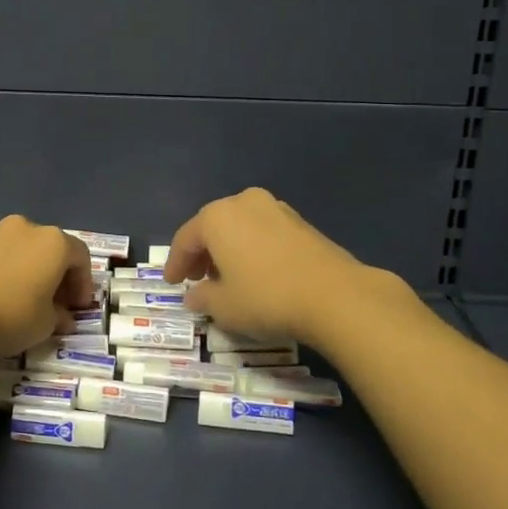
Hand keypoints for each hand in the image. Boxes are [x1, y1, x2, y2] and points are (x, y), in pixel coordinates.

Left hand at [0, 215, 97, 359]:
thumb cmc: (12, 316)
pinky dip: (3, 271)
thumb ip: (59, 316)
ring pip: (21, 249)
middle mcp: (25, 228)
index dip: (83, 283)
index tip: (78, 308)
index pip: (80, 257)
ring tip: (22, 298)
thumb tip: (61, 316)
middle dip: (56, 275)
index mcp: (53, 242)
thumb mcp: (46, 325)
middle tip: (55, 303)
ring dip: (28, 270)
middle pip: (50, 248)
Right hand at [164, 188, 410, 343]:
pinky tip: (257, 273)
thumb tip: (194, 295)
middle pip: (213, 227)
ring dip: (229, 250)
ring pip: (240, 227)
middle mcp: (243, 202)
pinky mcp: (301, 222)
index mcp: (217, 216)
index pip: (185, 239)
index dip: (175, 263)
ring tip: (228, 278)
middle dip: (202, 253)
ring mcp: (276, 208)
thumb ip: (202, 298)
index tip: (172, 283)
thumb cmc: (266, 297)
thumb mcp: (224, 306)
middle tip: (197, 279)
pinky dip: (253, 249)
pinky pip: (264, 233)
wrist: (335, 296)